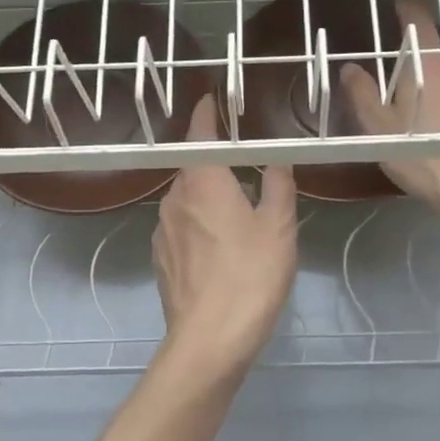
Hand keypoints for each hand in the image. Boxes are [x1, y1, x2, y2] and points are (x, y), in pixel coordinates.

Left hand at [153, 94, 297, 375]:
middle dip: (216, 162)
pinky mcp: (160, 259)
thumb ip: (278, 185)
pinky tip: (220, 247)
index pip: (200, 133)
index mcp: (203, 181)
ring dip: (208, 196)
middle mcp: (174, 198)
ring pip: (186, 199)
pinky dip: (199, 224)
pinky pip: (181, 227)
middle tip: (245, 167)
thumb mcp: (279, 227)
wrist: (209, 341)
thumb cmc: (250, 275)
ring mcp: (162, 230)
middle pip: (193, 168)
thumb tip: (277, 159)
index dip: (207, 114)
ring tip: (238, 212)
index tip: (213, 100)